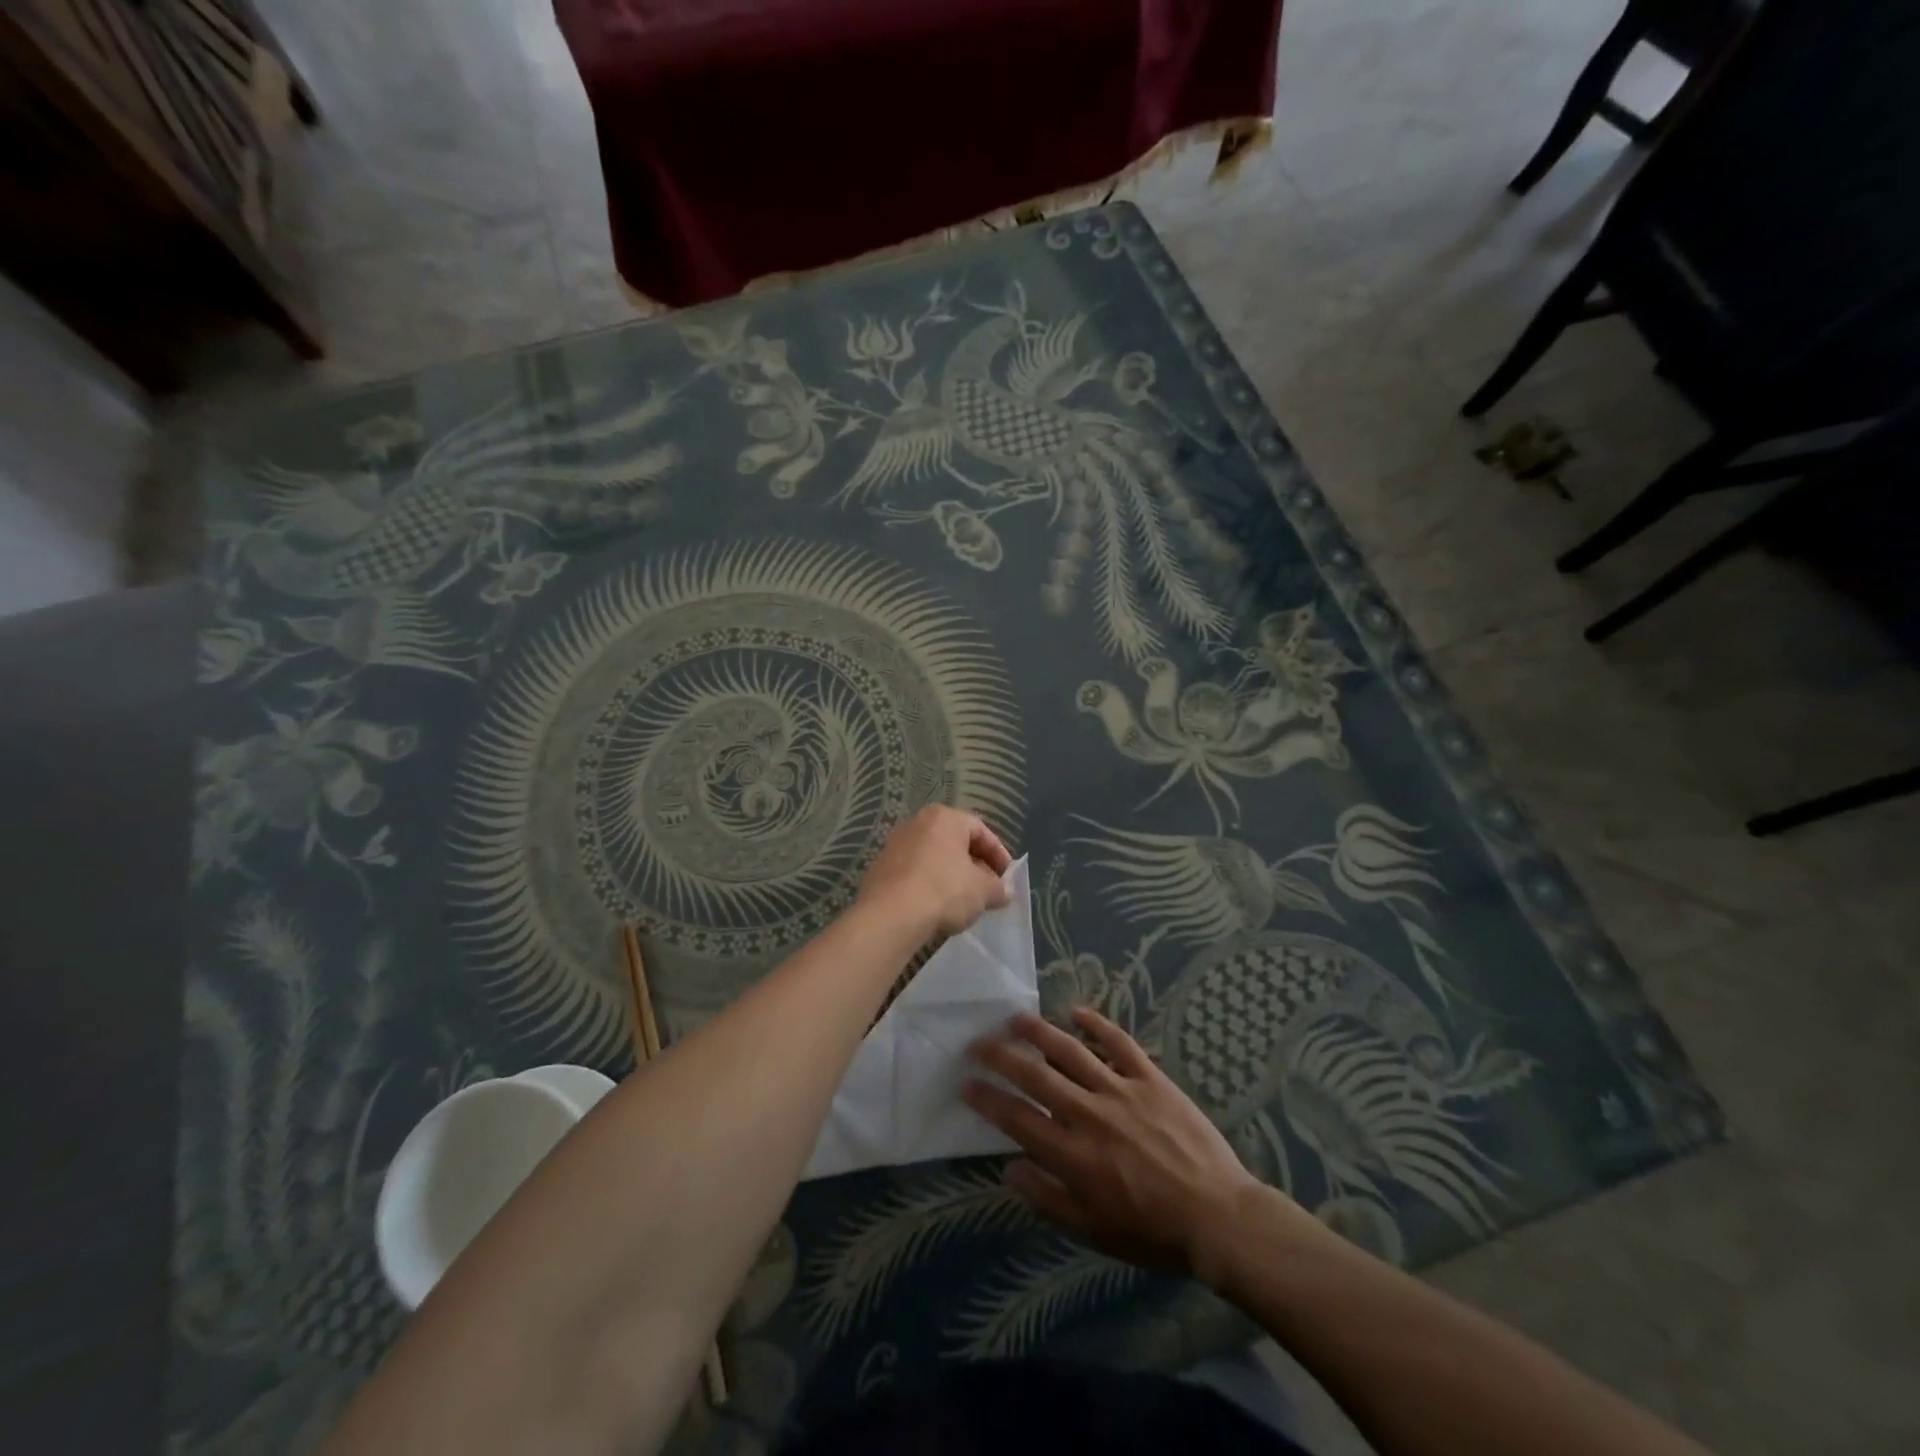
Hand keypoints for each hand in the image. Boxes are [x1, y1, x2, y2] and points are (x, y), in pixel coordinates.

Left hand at [858, 805, 1011, 940]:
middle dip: (974, 864)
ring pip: (933, 857)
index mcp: (944, 818)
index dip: (998, 854)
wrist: (890, 916)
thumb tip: (1003, 891)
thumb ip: (998, 888)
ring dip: (951, 874)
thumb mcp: (983, 892)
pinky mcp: (880, 868)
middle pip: (955, 842)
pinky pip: (914, 872)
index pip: (980, 830)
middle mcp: (917, 823)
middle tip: (988, 887)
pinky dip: (928, 884)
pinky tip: (936, 906)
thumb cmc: (944, 891)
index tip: (1006, 876)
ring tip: (963, 900)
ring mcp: (894, 844)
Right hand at [966, 1008, 1297, 1279]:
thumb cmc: (1151, 1231)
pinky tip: (1077, 1012)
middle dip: (1001, 1056)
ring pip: (1071, 1051)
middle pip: (1036, 1075)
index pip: (1017, 1118)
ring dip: (1039, 1032)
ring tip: (1015, 1018)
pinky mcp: (1151, 1078)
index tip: (965, 1082)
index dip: (987, 1098)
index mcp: (1073, 1154)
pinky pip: (1119, 1043)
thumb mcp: (1093, 1230)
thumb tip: (1009, 1168)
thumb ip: (1047, 1198)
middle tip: (978, 1041)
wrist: (1217, 1217)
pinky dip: (1097, 1024)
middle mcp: (1090, 1113)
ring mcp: (1121, 1090)